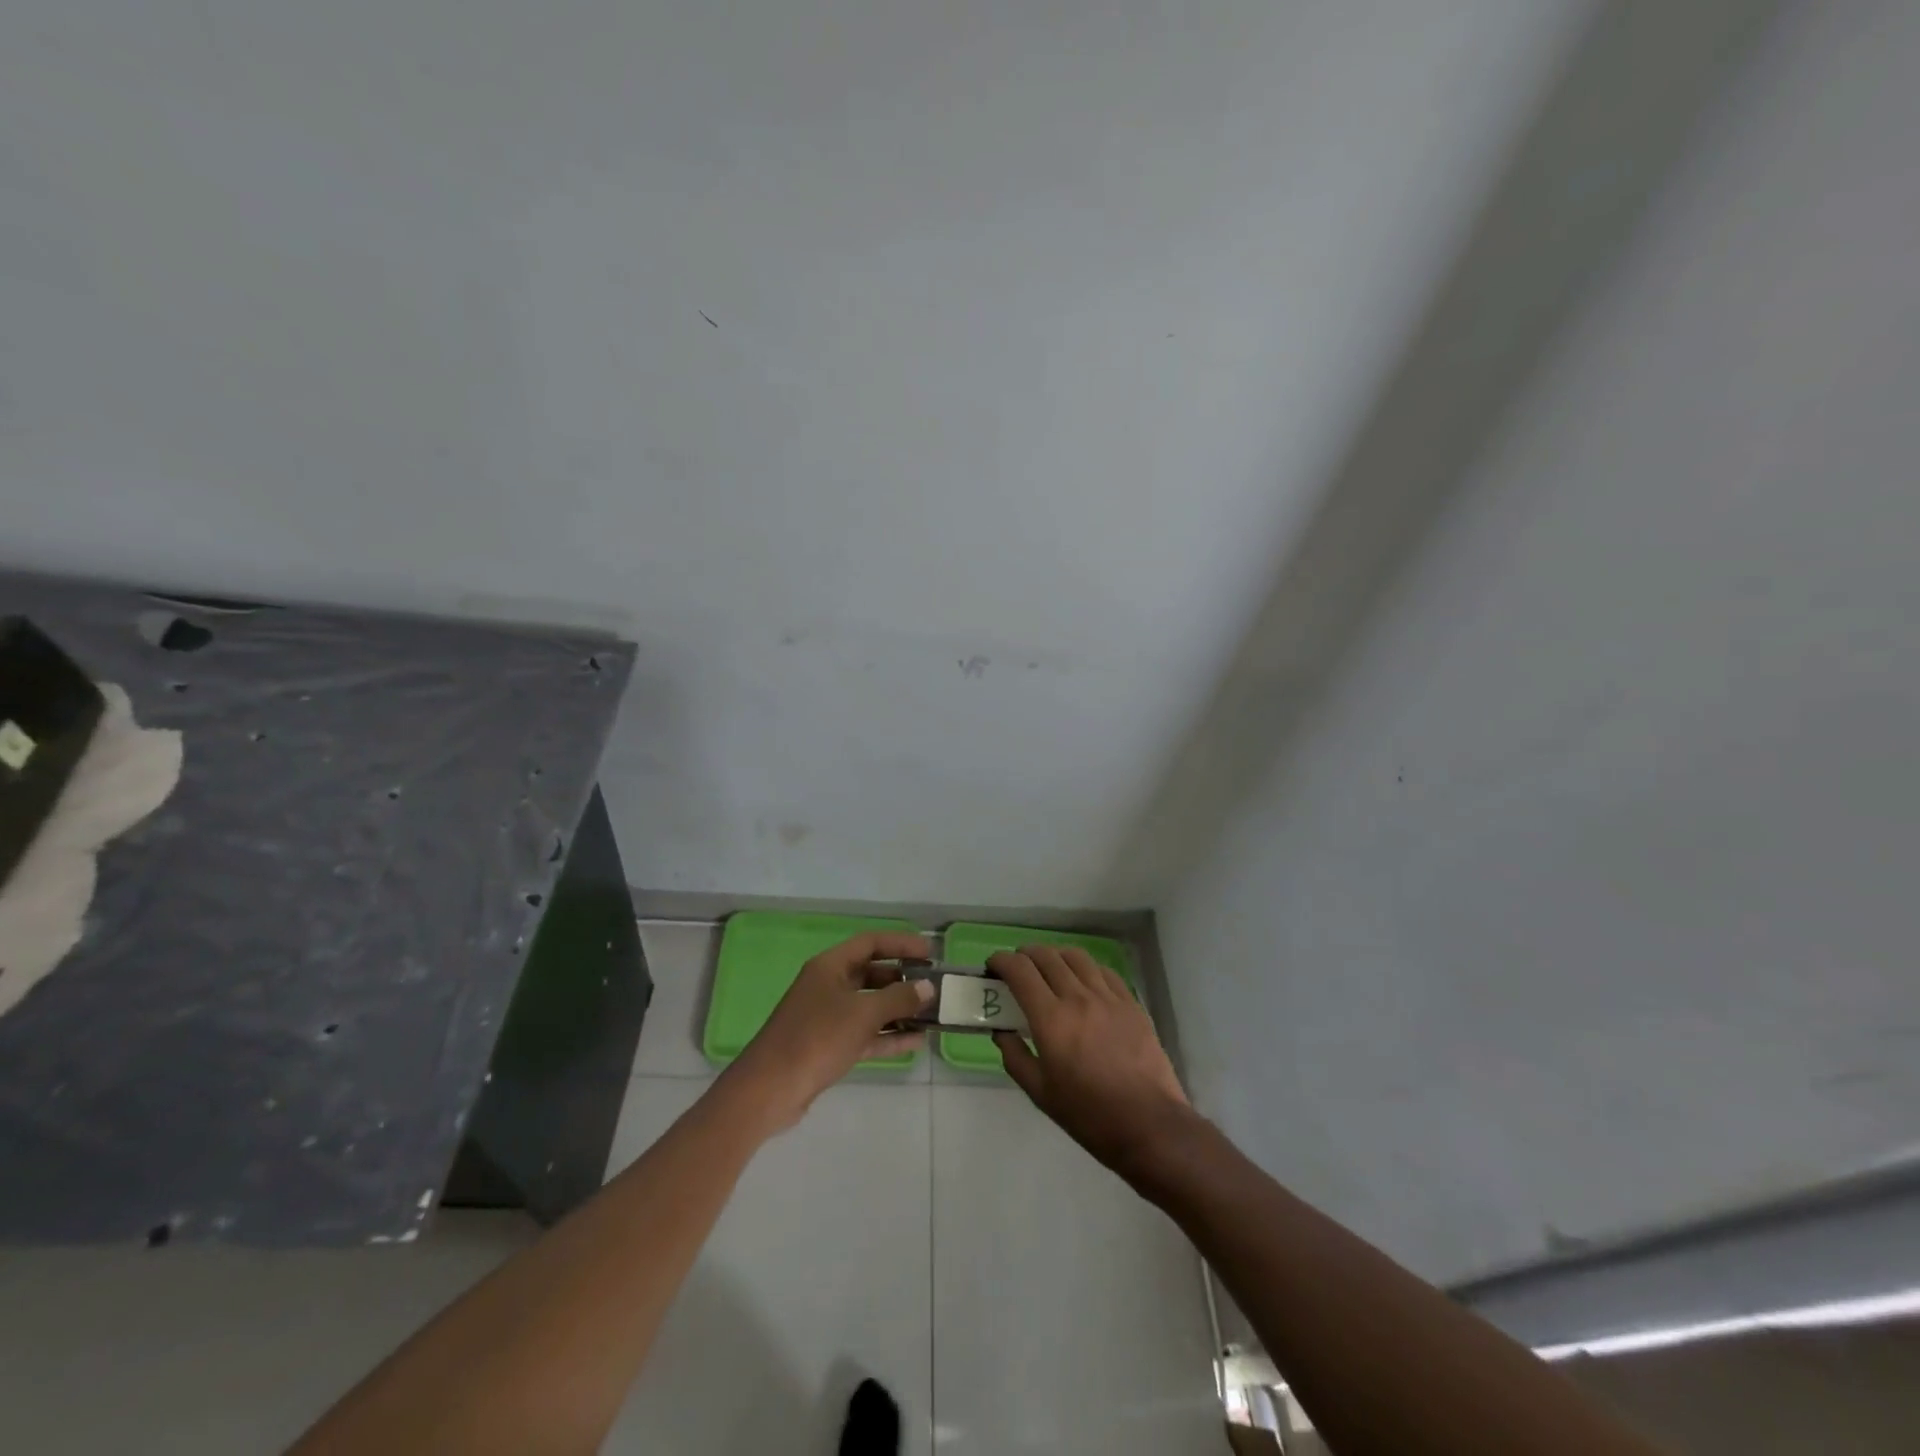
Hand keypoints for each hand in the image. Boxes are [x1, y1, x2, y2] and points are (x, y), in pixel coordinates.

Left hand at [726, 932, 933, 1132]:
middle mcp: (828, 985)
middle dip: (902, 979)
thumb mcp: (862, 1014)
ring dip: (899, 1010)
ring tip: (932, 1015)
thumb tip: (927, 988)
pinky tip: (916, 1042)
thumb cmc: (816, 1038)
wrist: (770, 1089)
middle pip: (871, 974)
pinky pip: (865, 1034)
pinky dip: (888, 1036)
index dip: (901, 944)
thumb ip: (898, 999)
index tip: (930, 954)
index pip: (870, 943)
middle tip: (933, 986)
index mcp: (830, 966)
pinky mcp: (829, 1046)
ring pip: (870, 1006)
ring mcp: (827, 1017)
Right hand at [990, 945, 1194, 1180]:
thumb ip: (1015, 1057)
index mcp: (1051, 1019)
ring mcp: (1108, 997)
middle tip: (1017, 968)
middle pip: (1046, 956)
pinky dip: (1085, 968)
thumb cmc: (1089, 1115)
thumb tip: (1001, 1031)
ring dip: (1054, 955)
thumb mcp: (1040, 1094)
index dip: (1001, 961)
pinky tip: (1083, 980)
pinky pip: (1104, 971)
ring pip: (1076, 957)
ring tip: (1048, 967)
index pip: (1020, 971)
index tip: (992, 967)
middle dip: (1025, 955)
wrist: (1149, 1125)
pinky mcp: (1131, 1003)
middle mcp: (1078, 998)